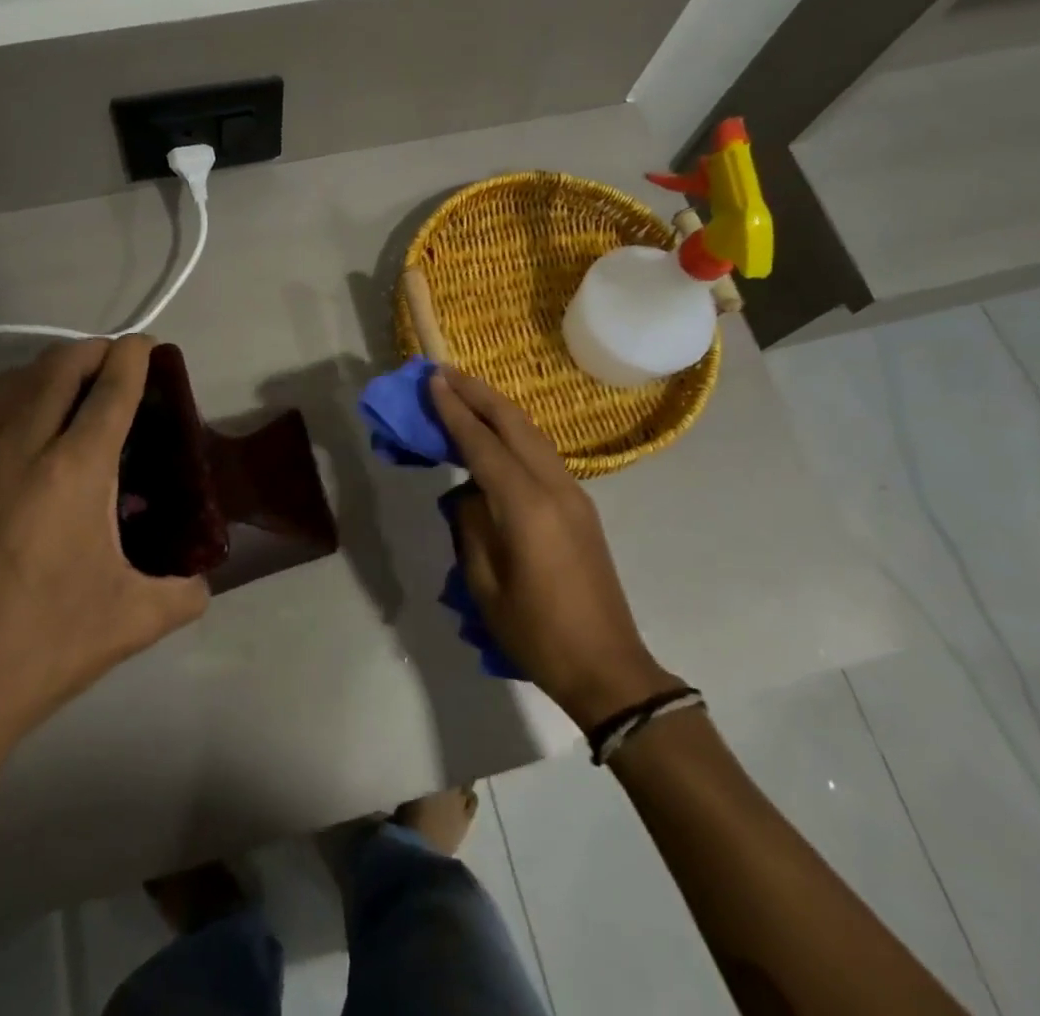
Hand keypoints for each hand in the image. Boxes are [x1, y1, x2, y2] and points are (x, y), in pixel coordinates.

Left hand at [0, 336, 208, 763]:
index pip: (110, 390)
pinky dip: (16, 396)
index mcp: (74, 471)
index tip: (148, 344)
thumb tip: (202, 583)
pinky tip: (30, 431)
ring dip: (50, 367)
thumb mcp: (134, 621)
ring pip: (13, 382)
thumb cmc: (45, 647)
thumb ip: (185, 594)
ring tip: (75, 385)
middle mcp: (21, 449)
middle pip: (58, 367)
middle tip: (118, 362)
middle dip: (93, 351)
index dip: (133, 357)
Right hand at [428, 365, 679, 727]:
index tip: (432, 380)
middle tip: (444, 372)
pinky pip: (542, 453)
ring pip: (532, 433)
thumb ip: (471, 526)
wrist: (607, 667)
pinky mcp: (580, 505)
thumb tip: (468, 493)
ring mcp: (573, 493)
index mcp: (526, 507)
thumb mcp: (485, 585)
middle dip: (477, 393)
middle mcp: (554, 487)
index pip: (482, 444)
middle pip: (513, 423)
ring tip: (466, 391)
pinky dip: (514, 433)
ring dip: (497, 408)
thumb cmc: (537, 634)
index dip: (454, 410)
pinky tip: (496, 433)